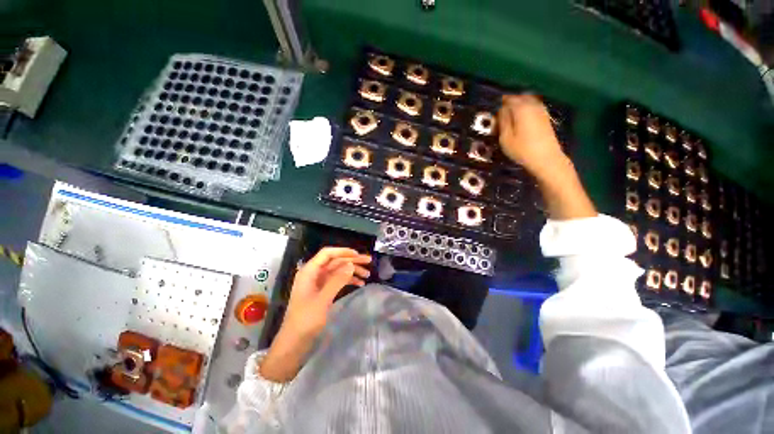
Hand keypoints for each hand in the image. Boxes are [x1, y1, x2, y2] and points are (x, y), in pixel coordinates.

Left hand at [283, 247, 371, 338]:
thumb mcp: (323, 300)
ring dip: (352, 271)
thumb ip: (337, 281)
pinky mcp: (323, 291)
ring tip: (368, 274)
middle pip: (335, 261)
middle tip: (369, 261)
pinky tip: (360, 284)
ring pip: (338, 270)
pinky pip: (337, 280)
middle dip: (352, 261)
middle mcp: (314, 274)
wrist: (294, 342)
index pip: (327, 253)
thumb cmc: (305, 320)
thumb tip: (351, 265)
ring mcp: (318, 282)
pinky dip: (348, 280)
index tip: (358, 255)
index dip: (343, 251)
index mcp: (309, 271)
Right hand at [498, 94, 595, 219]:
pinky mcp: (545, 116)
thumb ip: (502, 121)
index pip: (507, 99)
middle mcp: (533, 104)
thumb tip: (501, 110)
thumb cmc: (522, 150)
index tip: (492, 114)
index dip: (498, 104)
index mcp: (521, 108)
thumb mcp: (505, 138)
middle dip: (508, 104)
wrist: (546, 159)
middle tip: (499, 116)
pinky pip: (532, 107)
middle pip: (518, 97)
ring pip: (526, 101)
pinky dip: (524, 110)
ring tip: (508, 119)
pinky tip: (519, 121)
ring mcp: (541, 110)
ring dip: (516, 107)